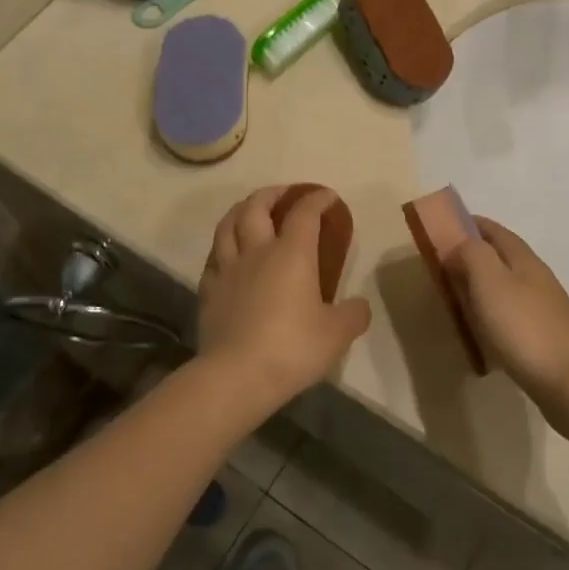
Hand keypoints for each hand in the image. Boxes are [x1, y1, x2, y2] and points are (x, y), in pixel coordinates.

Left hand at [199, 187, 371, 408]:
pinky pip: (213, 258)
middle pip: (256, 207)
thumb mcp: (337, 334)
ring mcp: (227, 269)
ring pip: (227, 225)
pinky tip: (227, 255)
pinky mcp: (208, 291)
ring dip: (240, 211)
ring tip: (249, 211)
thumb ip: (353, 315)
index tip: (327, 197)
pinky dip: (222, 247)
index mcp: (292, 253)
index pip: (304, 213)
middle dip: (272, 194)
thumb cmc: (292, 348)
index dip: (317, 199)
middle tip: (284, 195)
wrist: (236, 375)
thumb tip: (360, 306)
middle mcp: (257, 251)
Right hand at [444, 218, 568, 418]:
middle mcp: (538, 278)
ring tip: (459, 295)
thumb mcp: (489, 282)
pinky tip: (483, 327)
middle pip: (504, 256)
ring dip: (484, 283)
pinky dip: (493, 310)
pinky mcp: (546, 335)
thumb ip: (472, 255)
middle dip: (476, 254)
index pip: (496, 231)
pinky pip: (513, 311)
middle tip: (445, 264)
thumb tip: (460, 245)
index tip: (446, 227)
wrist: (568, 382)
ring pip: (509, 284)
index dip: (472, 224)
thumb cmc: (523, 327)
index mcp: (524, 260)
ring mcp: (545, 307)